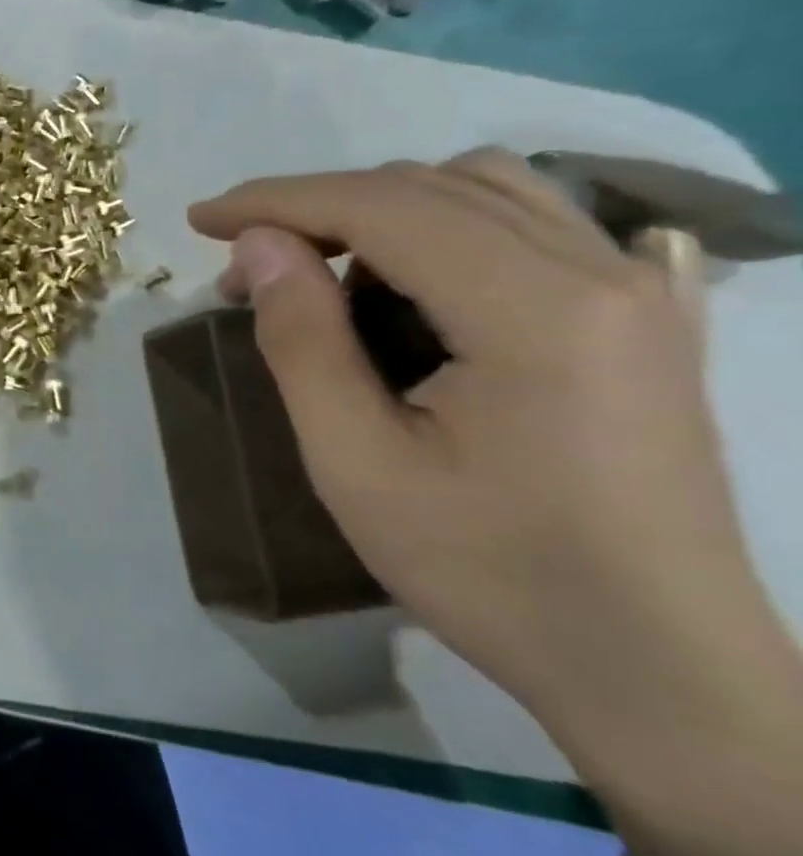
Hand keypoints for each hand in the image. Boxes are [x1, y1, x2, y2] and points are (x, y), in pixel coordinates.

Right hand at [187, 149, 766, 750]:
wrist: (656, 668)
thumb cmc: (490, 572)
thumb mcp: (355, 463)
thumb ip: (302, 340)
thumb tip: (258, 245)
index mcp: (535, 309)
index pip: (382, 205)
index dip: (277, 201)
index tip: (200, 220)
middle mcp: (601, 272)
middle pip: (432, 187)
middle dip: (320, 210)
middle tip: (248, 272)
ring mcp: (640, 292)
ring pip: (489, 192)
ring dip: (384, 212)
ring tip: (325, 274)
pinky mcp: (650, 320)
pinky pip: (540, 228)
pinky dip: (453, 228)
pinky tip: (421, 277)